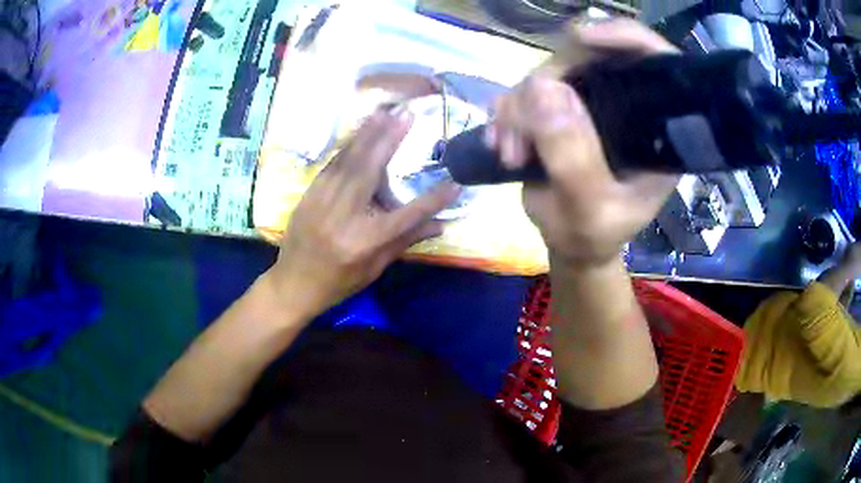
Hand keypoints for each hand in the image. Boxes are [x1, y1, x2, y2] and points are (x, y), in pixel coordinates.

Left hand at [266, 108, 459, 317]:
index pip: (407, 216)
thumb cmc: (338, 281)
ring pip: (348, 161)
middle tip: (406, 115)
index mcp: (365, 242)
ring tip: (385, 113)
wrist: (292, 284)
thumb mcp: (375, 267)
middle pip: (370, 171)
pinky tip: (360, 132)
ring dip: (368, 134)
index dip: (433, 200)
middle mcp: (344, 216)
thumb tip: (441, 225)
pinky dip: (348, 146)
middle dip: (390, 140)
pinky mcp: (309, 194)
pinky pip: (332, 165)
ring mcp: (322, 202)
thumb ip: (406, 241)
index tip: (455, 183)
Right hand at [487, 20, 679, 267]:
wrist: (569, 243)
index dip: (623, 37)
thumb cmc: (592, 236)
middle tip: (520, 135)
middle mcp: (626, 104)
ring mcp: (590, 102)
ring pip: (548, 72)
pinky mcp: (559, 107)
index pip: (655, 62)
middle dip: (546, 86)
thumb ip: (573, 157)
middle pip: (588, 57)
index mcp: (655, 127)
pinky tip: (501, 143)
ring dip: (518, 109)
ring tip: (510, 153)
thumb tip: (543, 87)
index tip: (582, 37)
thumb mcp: (589, 210)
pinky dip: (506, 113)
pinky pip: (524, 89)